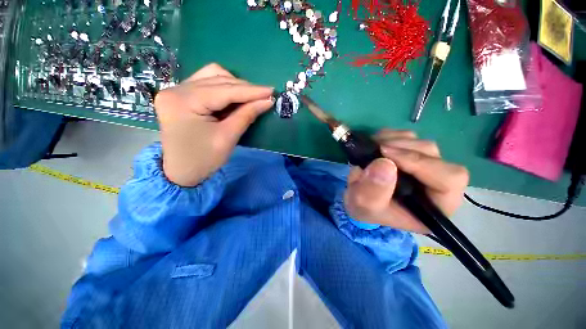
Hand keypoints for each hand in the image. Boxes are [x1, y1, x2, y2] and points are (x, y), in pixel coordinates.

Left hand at [154, 63, 274, 186]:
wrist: (180, 172)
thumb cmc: (203, 159)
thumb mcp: (228, 138)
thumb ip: (247, 115)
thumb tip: (267, 101)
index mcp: (184, 102)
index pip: (224, 90)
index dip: (251, 91)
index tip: (271, 91)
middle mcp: (176, 89)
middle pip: (217, 78)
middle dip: (244, 88)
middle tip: (264, 96)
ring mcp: (176, 90)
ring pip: (212, 76)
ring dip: (234, 85)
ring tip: (250, 97)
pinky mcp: (180, 95)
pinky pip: (206, 83)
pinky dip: (224, 89)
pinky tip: (235, 97)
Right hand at [344, 129, 468, 233]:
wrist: (359, 198)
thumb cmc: (365, 208)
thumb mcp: (363, 206)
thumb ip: (372, 192)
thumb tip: (384, 164)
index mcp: (435, 206)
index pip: (449, 179)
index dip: (420, 163)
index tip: (386, 155)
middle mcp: (436, 184)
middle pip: (434, 155)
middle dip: (402, 149)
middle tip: (375, 149)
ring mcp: (425, 166)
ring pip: (420, 143)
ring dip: (394, 141)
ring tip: (371, 149)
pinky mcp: (412, 154)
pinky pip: (408, 137)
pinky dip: (390, 136)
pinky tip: (375, 144)